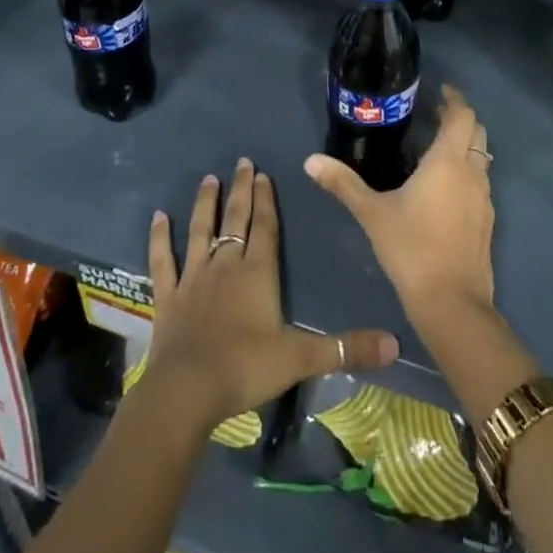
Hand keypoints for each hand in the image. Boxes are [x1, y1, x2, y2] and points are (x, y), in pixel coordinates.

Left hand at [145, 158, 398, 433]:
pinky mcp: (168, 296)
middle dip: (240, 190)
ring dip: (205, 204)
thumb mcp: (301, 358)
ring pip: (200, 230)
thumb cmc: (246, 368)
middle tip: (242, 162)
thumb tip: (394, 344)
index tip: (263, 174)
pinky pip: (163, 260)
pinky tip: (158, 217)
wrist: (188, 390)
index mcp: (257, 273)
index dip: (266, 200)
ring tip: (208, 179)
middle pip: (235, 219)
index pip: (265, 227)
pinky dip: (159, 238)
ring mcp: (193, 278)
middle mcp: (225, 265)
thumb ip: (346, 348)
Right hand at [305, 85, 495, 318]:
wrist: (452, 303)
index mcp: (448, 161)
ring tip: (437, 148)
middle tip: (434, 116)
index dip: (454, 99)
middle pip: (476, 131)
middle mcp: (472, 172)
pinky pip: (481, 182)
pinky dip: (468, 171)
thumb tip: (310, 161)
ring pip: (481, 157)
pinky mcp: (486, 221)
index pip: (462, 115)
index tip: (439, 92)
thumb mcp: (371, 213)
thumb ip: (343, 183)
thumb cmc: (411, 248)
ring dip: (466, 145)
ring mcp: (484, 198)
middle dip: (460, 118)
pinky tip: (445, 188)